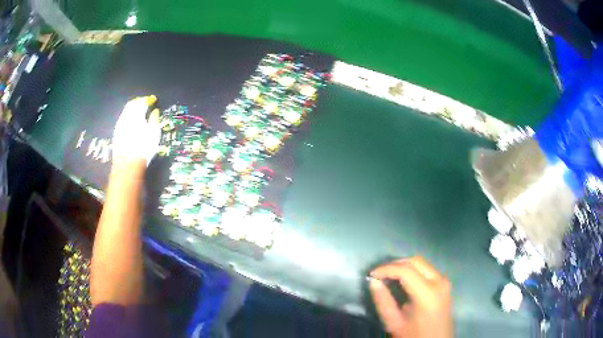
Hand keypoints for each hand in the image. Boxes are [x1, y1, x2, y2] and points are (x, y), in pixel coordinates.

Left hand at [112, 95, 160, 164]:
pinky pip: (122, 118)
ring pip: (126, 110)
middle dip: (139, 101)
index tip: (153, 100)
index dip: (149, 99)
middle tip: (145, 103)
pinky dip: (128, 116)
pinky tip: (131, 121)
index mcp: (137, 114)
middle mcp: (127, 116)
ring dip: (133, 108)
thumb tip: (154, 111)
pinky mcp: (116, 132)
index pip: (143, 101)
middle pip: (132, 103)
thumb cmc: (144, 148)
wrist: (127, 165)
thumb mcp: (154, 133)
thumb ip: (154, 119)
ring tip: (139, 111)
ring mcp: (120, 124)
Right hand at [370, 256, 452, 337]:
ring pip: (422, 263)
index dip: (386, 269)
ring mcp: (444, 281)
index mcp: (427, 293)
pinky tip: (402, 281)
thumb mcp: (394, 323)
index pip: (405, 270)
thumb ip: (383, 302)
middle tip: (379, 274)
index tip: (371, 274)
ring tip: (388, 276)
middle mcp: (439, 281)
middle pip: (415, 261)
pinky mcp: (445, 284)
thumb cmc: (414, 336)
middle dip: (395, 264)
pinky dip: (413, 271)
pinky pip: (427, 270)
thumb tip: (373, 281)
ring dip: (404, 266)